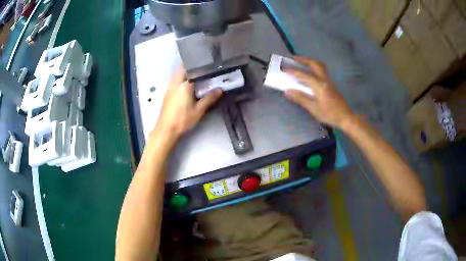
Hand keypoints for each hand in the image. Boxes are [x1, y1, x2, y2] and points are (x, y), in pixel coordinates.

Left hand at [152, 67, 222, 140]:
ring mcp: (169, 88)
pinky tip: (187, 85)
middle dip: (191, 66)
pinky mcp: (167, 93)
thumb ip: (209, 98)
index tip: (208, 64)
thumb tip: (220, 89)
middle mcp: (175, 83)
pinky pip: (174, 80)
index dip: (199, 65)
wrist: (166, 129)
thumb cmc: (183, 119)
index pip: (192, 69)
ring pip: (176, 74)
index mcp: (184, 85)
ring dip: (185, 72)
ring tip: (196, 76)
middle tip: (202, 69)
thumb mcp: (199, 110)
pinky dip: (181, 79)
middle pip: (181, 68)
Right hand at [284, 56, 354, 128]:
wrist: (345, 117)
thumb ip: (301, 98)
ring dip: (310, 62)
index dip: (293, 71)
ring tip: (301, 62)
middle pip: (315, 64)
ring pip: (320, 66)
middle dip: (303, 59)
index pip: (304, 75)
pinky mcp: (331, 84)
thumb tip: (287, 91)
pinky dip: (314, 67)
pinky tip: (309, 73)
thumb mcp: (314, 109)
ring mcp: (329, 81)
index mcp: (320, 85)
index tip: (284, 69)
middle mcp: (324, 80)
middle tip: (294, 58)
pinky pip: (321, 71)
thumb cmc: (329, 114)